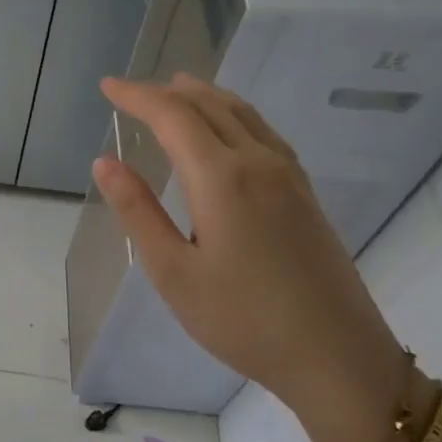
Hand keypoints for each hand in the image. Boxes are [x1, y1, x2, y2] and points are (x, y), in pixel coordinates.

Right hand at [92, 74, 409, 441]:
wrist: (336, 356)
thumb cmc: (242, 320)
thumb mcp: (173, 273)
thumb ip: (138, 212)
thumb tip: (104, 162)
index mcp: (222, 178)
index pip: (173, 116)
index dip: (137, 96)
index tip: (107, 86)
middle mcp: (259, 163)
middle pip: (210, 106)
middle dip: (167, 92)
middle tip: (131, 91)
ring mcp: (289, 177)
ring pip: (243, 114)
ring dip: (205, 96)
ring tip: (178, 89)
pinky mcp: (304, 194)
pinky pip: (263, 132)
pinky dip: (234, 114)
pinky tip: (228, 129)